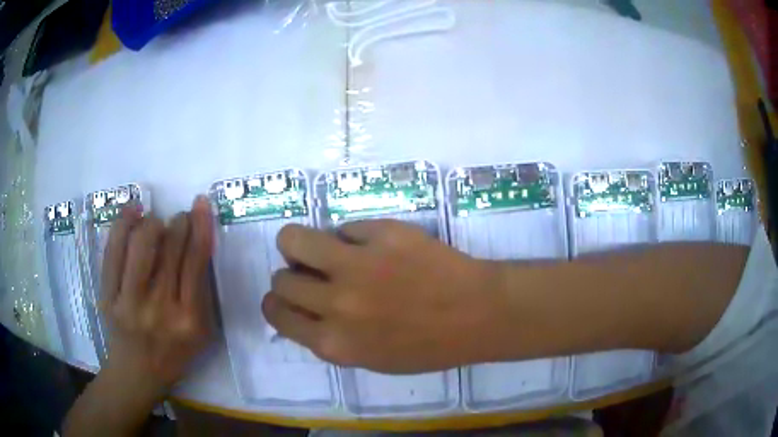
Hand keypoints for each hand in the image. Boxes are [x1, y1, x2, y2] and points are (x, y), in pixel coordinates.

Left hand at [100, 196, 214, 395]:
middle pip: (170, 248)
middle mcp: (159, 309)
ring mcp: (129, 302)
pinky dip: (123, 223)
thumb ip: (203, 290)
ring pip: (141, 244)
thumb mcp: (202, 331)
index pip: (195, 261)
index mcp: (189, 320)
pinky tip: (132, 211)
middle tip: (180, 218)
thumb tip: (198, 240)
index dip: (200, 226)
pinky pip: (114, 250)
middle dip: (179, 222)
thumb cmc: (175, 352)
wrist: (138, 371)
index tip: (200, 204)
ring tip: (156, 224)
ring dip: (153, 223)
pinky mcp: (108, 296)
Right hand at [262, 219, 503, 373]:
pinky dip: (352, 236)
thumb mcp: (369, 358)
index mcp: (333, 343)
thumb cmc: (428, 346)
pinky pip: (344, 227)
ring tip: (325, 250)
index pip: (275, 313)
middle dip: (292, 275)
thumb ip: (328, 337)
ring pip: (293, 239)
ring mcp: (356, 264)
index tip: (288, 297)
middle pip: (281, 278)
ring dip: (301, 244)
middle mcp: (336, 304)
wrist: (478, 314)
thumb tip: (299, 309)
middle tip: (314, 274)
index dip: (277, 303)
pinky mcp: (381, 233)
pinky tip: (376, 247)